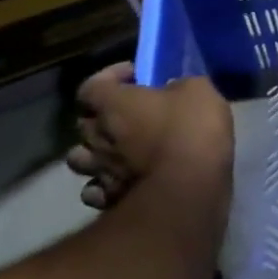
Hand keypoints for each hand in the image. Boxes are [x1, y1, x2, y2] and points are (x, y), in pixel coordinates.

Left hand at [67, 62, 232, 210]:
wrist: (190, 190)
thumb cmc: (191, 130)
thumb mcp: (198, 90)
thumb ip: (177, 86)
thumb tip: (170, 91)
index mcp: (114, 104)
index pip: (91, 86)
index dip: (110, 77)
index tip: (136, 76)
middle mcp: (98, 137)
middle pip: (83, 122)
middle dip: (104, 114)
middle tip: (131, 113)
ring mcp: (100, 172)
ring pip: (79, 159)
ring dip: (96, 152)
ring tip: (119, 150)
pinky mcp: (108, 202)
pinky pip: (95, 190)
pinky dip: (104, 185)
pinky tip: (122, 181)